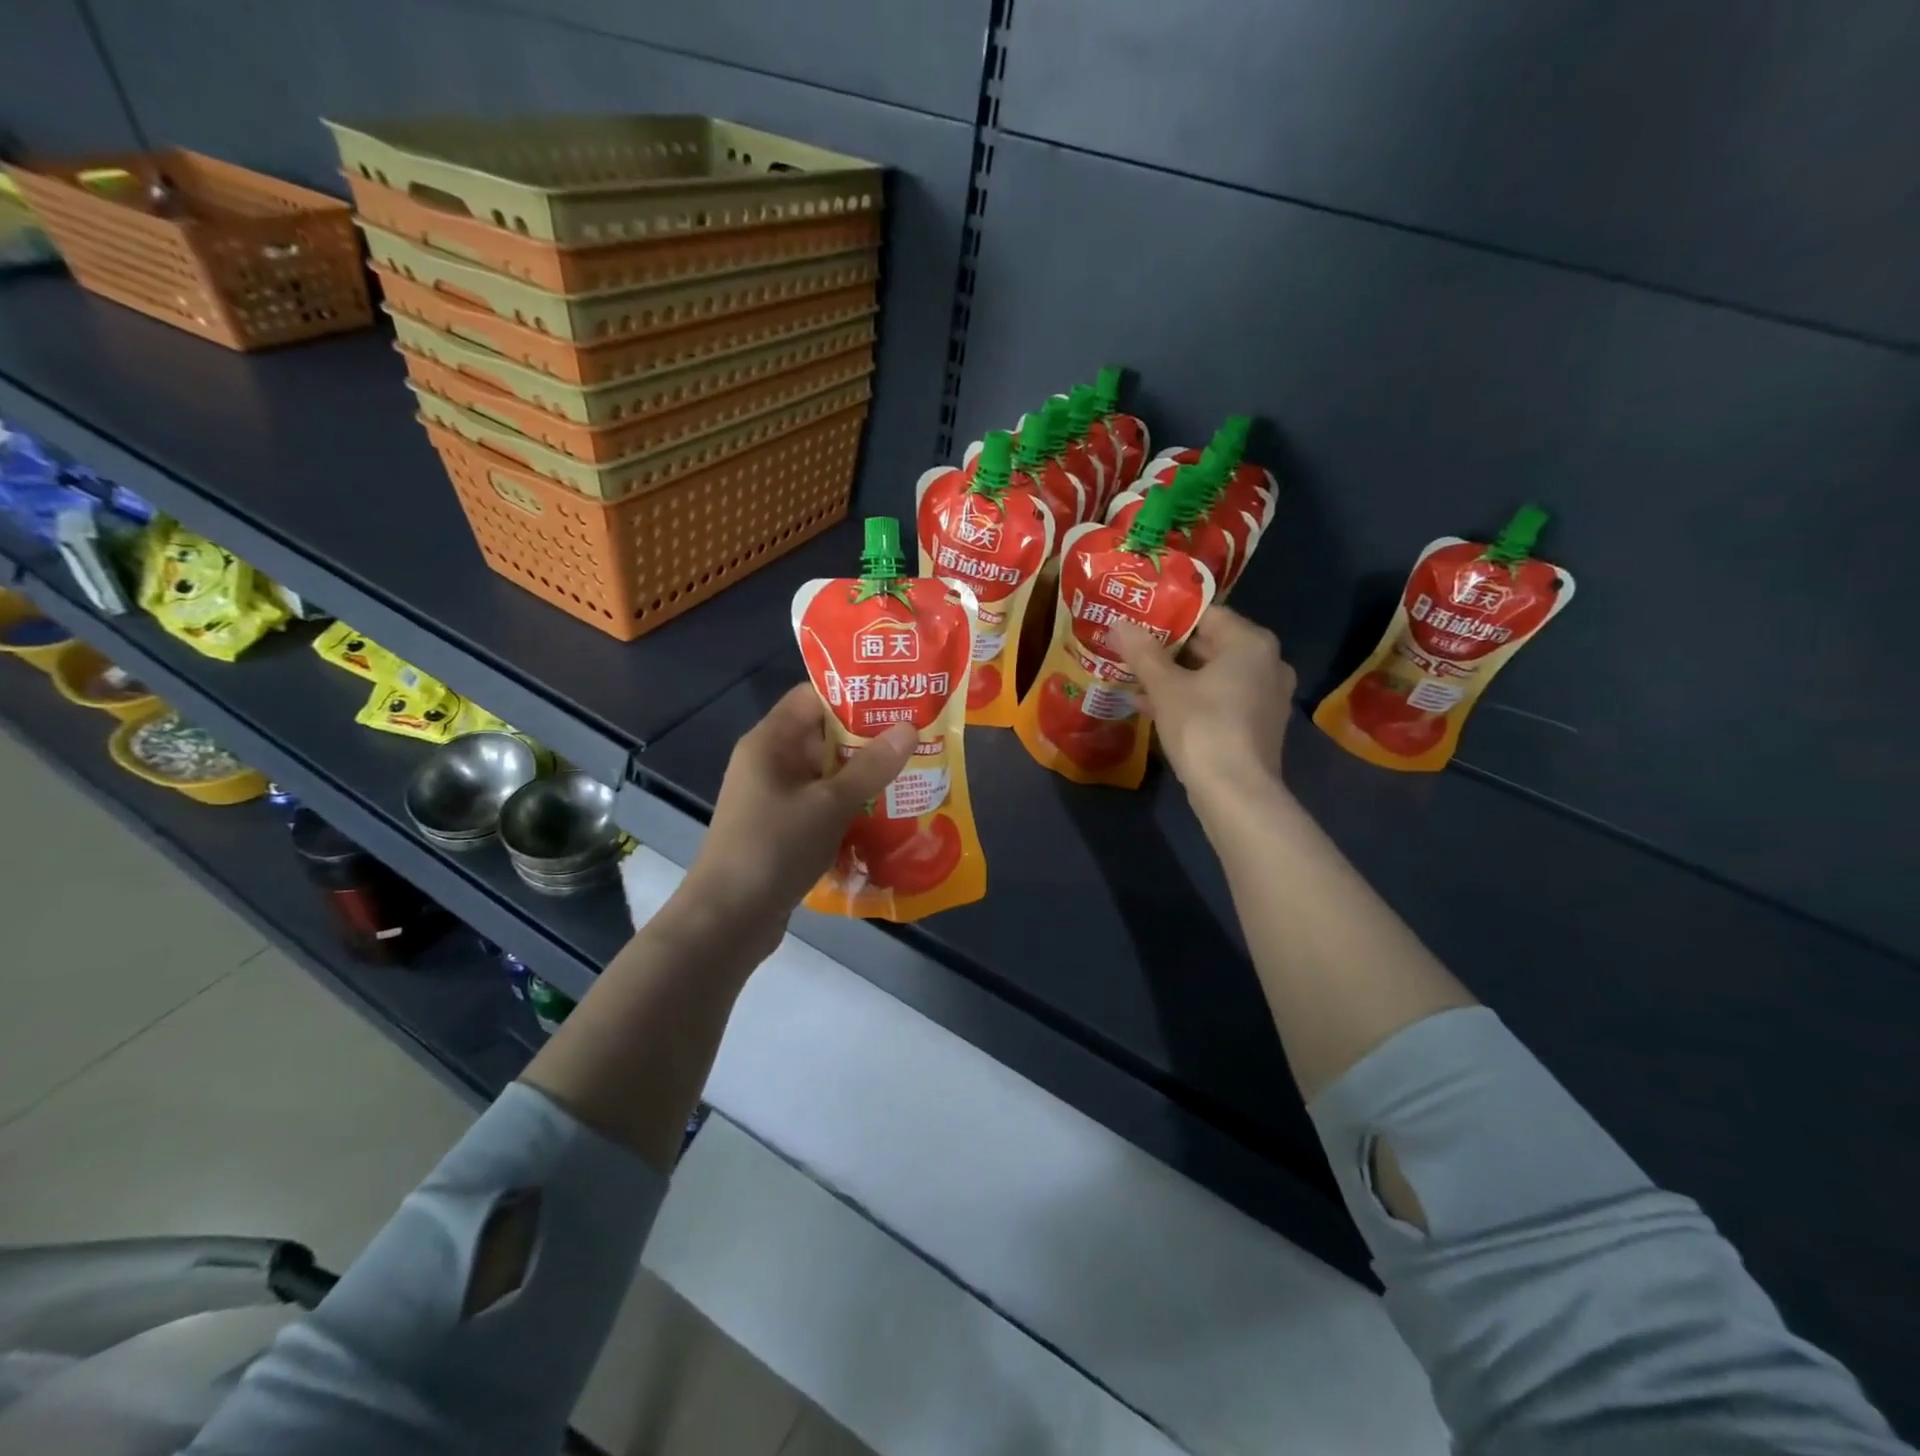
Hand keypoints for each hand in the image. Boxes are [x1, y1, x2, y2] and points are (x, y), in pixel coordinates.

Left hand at [676, 684, 914, 950]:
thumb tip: (909, 728)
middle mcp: (770, 763)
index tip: (898, 698)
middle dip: (869, 739)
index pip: (813, 697)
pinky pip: (822, 805)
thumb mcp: (829, 804)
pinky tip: (887, 815)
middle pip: (824, 736)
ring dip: (864, 776)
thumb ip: (871, 766)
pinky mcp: (783, 829)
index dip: (854, 694)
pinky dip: (851, 807)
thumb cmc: (774, 848)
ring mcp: (775, 798)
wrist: (728, 920)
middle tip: (918, 738)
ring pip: (826, 774)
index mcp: (771, 742)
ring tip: (913, 774)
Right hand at [1112, 608, 1295, 804]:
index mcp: (1251, 643)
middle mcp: (1268, 664)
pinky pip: (1220, 700)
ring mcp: (1266, 697)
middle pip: (1211, 645)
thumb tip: (1118, 623)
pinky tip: (1152, 707)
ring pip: (1213, 676)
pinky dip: (1191, 700)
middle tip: (1132, 647)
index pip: (1207, 614)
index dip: (1169, 616)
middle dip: (1169, 649)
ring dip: (1175, 677)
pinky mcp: (1258, 726)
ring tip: (1134, 677)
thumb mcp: (1165, 687)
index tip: (1138, 620)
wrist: (1235, 793)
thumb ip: (1142, 653)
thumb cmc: (1202, 726)